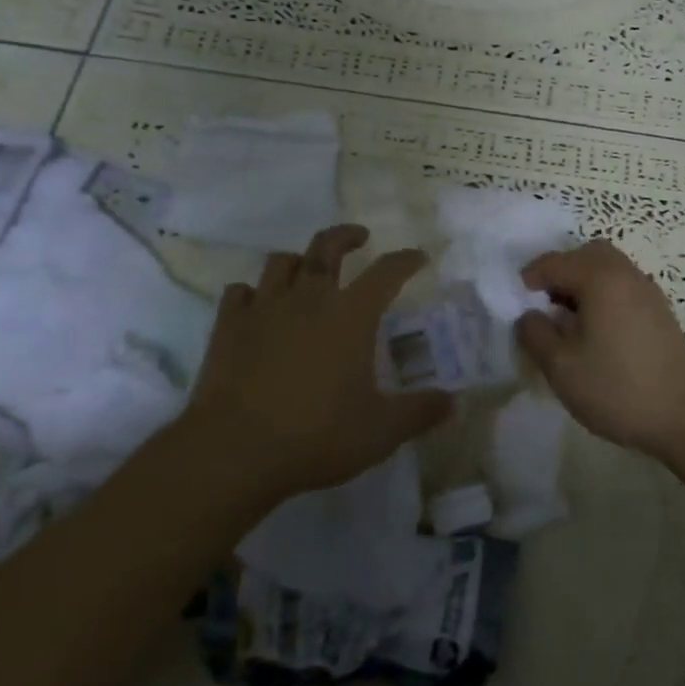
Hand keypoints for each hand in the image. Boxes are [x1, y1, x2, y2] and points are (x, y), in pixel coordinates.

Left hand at [184, 225, 449, 501]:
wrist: (234, 449)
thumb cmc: (316, 434)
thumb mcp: (380, 430)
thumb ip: (420, 412)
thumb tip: (456, 403)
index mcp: (351, 315)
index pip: (386, 272)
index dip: (405, 260)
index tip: (418, 256)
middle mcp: (309, 298)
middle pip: (326, 247)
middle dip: (346, 235)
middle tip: (359, 237)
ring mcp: (264, 308)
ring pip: (280, 262)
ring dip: (298, 260)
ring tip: (306, 270)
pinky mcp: (228, 326)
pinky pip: (239, 293)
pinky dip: (252, 293)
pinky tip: (256, 306)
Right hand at [514, 240, 684, 465]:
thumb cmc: (617, 388)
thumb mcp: (561, 367)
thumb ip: (535, 334)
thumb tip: (528, 316)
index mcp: (600, 279)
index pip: (555, 262)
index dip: (530, 277)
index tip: (516, 299)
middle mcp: (626, 274)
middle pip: (587, 254)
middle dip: (561, 271)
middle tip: (545, 302)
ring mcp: (648, 292)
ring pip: (609, 269)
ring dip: (584, 283)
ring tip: (569, 319)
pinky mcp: (660, 312)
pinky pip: (623, 287)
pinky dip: (604, 295)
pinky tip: (597, 331)